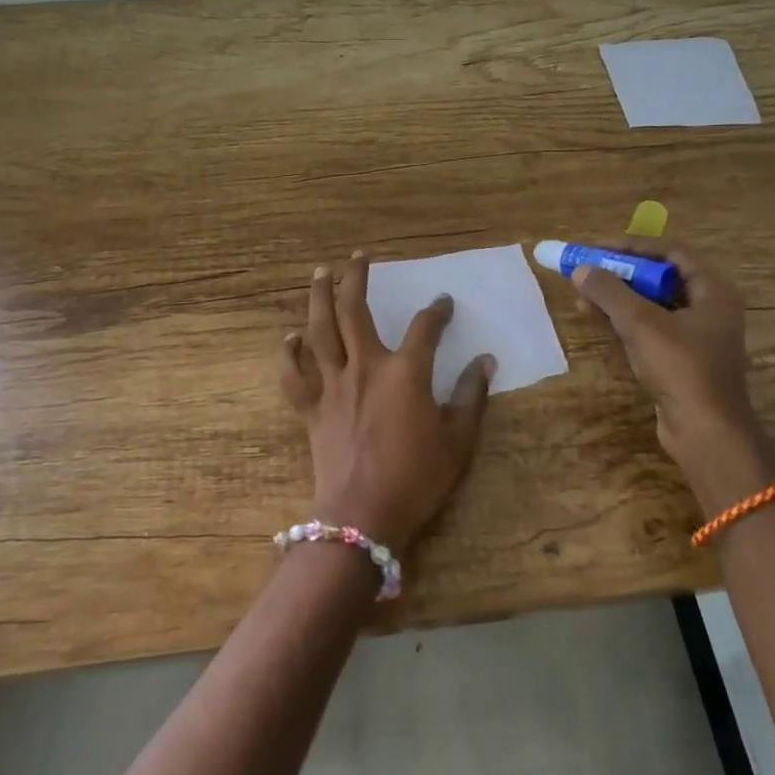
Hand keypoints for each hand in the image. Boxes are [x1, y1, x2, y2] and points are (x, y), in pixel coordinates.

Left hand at [278, 251, 494, 553]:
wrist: (363, 517)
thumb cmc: (417, 479)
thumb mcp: (458, 441)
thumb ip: (472, 396)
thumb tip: (486, 361)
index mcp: (405, 373)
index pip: (425, 328)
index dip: (437, 311)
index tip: (444, 303)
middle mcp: (365, 367)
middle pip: (355, 311)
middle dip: (356, 279)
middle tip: (358, 257)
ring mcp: (333, 386)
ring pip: (320, 331)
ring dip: (318, 298)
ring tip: (320, 273)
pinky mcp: (311, 408)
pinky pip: (294, 375)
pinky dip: (289, 354)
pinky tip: (290, 337)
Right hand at [571, 238, 769, 500]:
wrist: (705, 432)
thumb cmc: (681, 368)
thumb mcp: (641, 324)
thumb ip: (609, 292)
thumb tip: (581, 269)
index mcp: (713, 291)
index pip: (672, 253)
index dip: (633, 246)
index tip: (598, 247)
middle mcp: (709, 308)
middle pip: (660, 277)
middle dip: (621, 272)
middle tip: (587, 268)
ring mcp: (694, 336)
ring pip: (651, 304)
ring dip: (617, 297)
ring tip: (581, 292)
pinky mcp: (680, 359)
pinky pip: (648, 328)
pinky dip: (622, 320)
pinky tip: (593, 316)